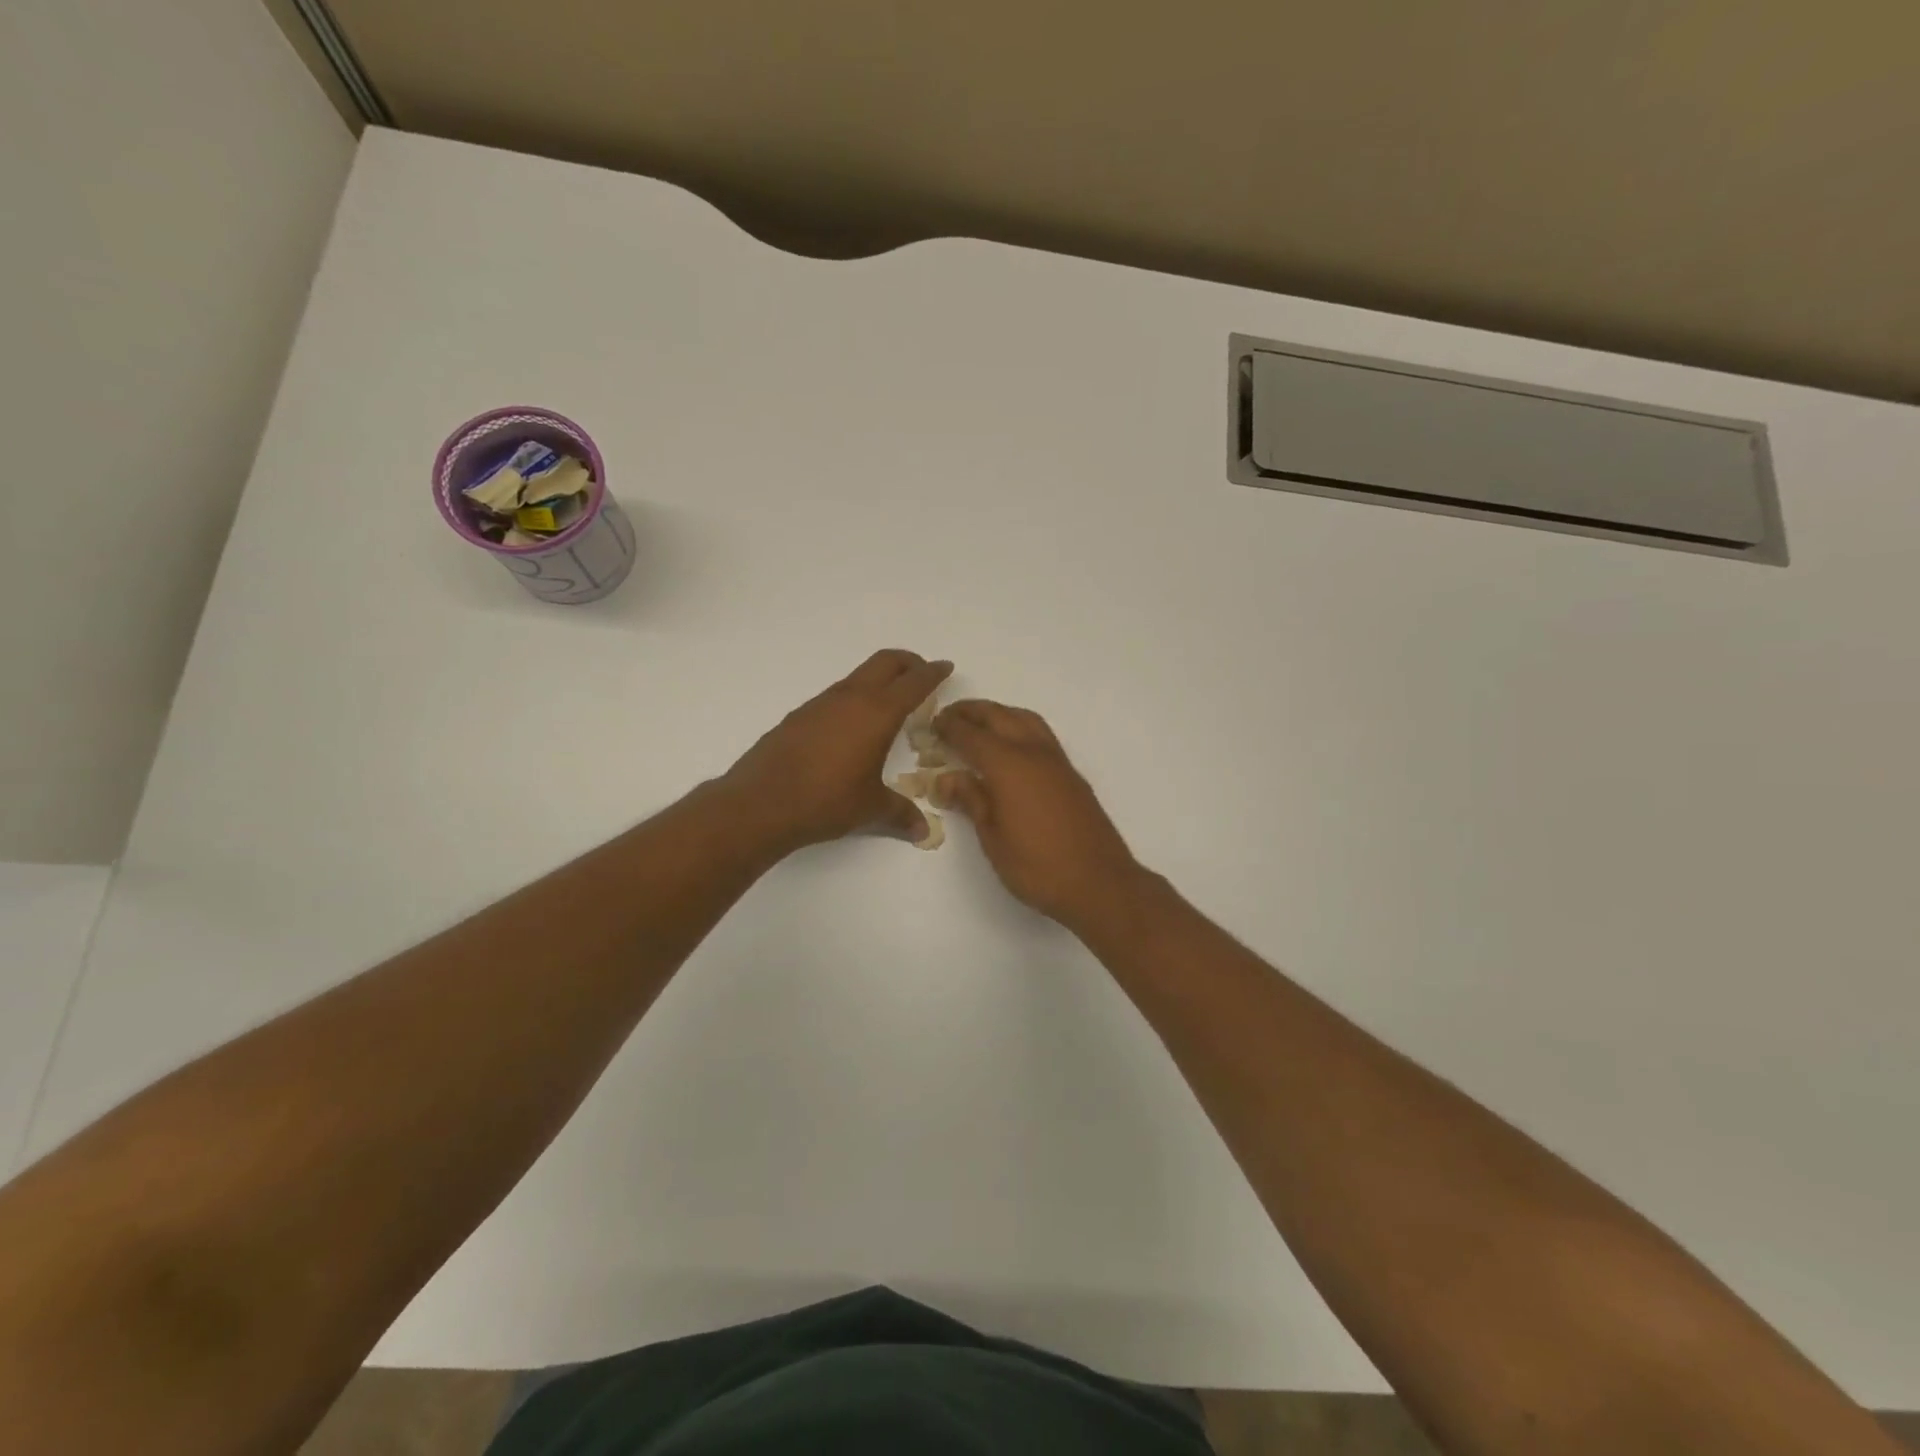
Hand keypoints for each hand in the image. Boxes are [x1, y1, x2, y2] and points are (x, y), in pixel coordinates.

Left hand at [724, 649, 952, 850]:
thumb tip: (923, 831)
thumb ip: (901, 814)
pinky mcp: (798, 717)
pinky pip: (835, 697)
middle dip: (908, 663)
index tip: (945, 667)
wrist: (761, 803)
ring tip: (889, 705)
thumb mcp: (871, 809)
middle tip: (921, 675)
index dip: (933, 673)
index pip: (914, 683)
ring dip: (878, 681)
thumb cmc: (827, 801)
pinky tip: (851, 729)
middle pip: (885, 662)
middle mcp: (850, 698)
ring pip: (857, 677)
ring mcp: (820, 704)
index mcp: (877, 713)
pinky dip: (853, 700)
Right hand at [931, 700, 1144, 928]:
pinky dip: (1019, 727)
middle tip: (950, 717)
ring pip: (1024, 719)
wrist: (1099, 882)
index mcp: (1008, 765)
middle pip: (999, 716)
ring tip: (979, 725)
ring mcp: (1057, 761)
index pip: (971, 734)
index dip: (949, 726)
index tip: (932, 724)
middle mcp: (1033, 752)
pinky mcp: (1071, 774)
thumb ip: (971, 799)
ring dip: (999, 714)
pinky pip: (1040, 734)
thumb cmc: (1037, 866)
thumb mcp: (993, 837)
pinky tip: (1011, 747)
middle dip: (971, 712)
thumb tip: (947, 778)